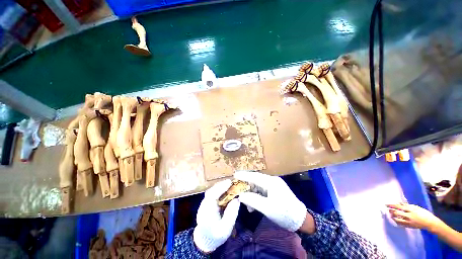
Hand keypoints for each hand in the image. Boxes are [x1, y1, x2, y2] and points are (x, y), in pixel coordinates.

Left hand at [193, 180, 239, 252]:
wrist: (203, 241)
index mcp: (208, 209)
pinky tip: (224, 190)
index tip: (230, 182)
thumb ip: (231, 214)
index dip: (222, 186)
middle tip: (232, 182)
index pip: (214, 193)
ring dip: (220, 186)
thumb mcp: (226, 228)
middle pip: (213, 190)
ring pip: (212, 190)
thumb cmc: (215, 235)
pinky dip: (218, 190)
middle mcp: (205, 203)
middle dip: (222, 185)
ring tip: (229, 185)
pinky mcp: (206, 203)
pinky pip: (212, 193)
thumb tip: (237, 199)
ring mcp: (204, 202)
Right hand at [235, 171, 306, 231]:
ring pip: (258, 186)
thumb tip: (241, 195)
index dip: (244, 175)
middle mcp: (272, 180)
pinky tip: (253, 205)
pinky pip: (262, 190)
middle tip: (238, 190)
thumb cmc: (284, 213)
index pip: (254, 176)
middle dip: (246, 185)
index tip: (234, 175)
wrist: (300, 220)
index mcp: (271, 182)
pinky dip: (256, 196)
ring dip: (251, 193)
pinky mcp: (275, 190)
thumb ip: (253, 200)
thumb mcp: (267, 208)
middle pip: (255, 180)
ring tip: (246, 204)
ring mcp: (274, 185)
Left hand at [386, 203, 441, 230]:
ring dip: (392, 216)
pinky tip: (395, 219)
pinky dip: (396, 221)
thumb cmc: (423, 213)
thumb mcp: (416, 207)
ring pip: (396, 219)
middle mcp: (408, 215)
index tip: (386, 204)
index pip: (398, 207)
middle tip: (388, 209)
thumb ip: (407, 205)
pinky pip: (400, 224)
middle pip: (396, 213)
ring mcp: (408, 222)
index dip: (391, 205)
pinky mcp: (409, 226)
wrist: (430, 223)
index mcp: (410, 210)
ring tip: (391, 214)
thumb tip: (399, 203)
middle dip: (391, 211)